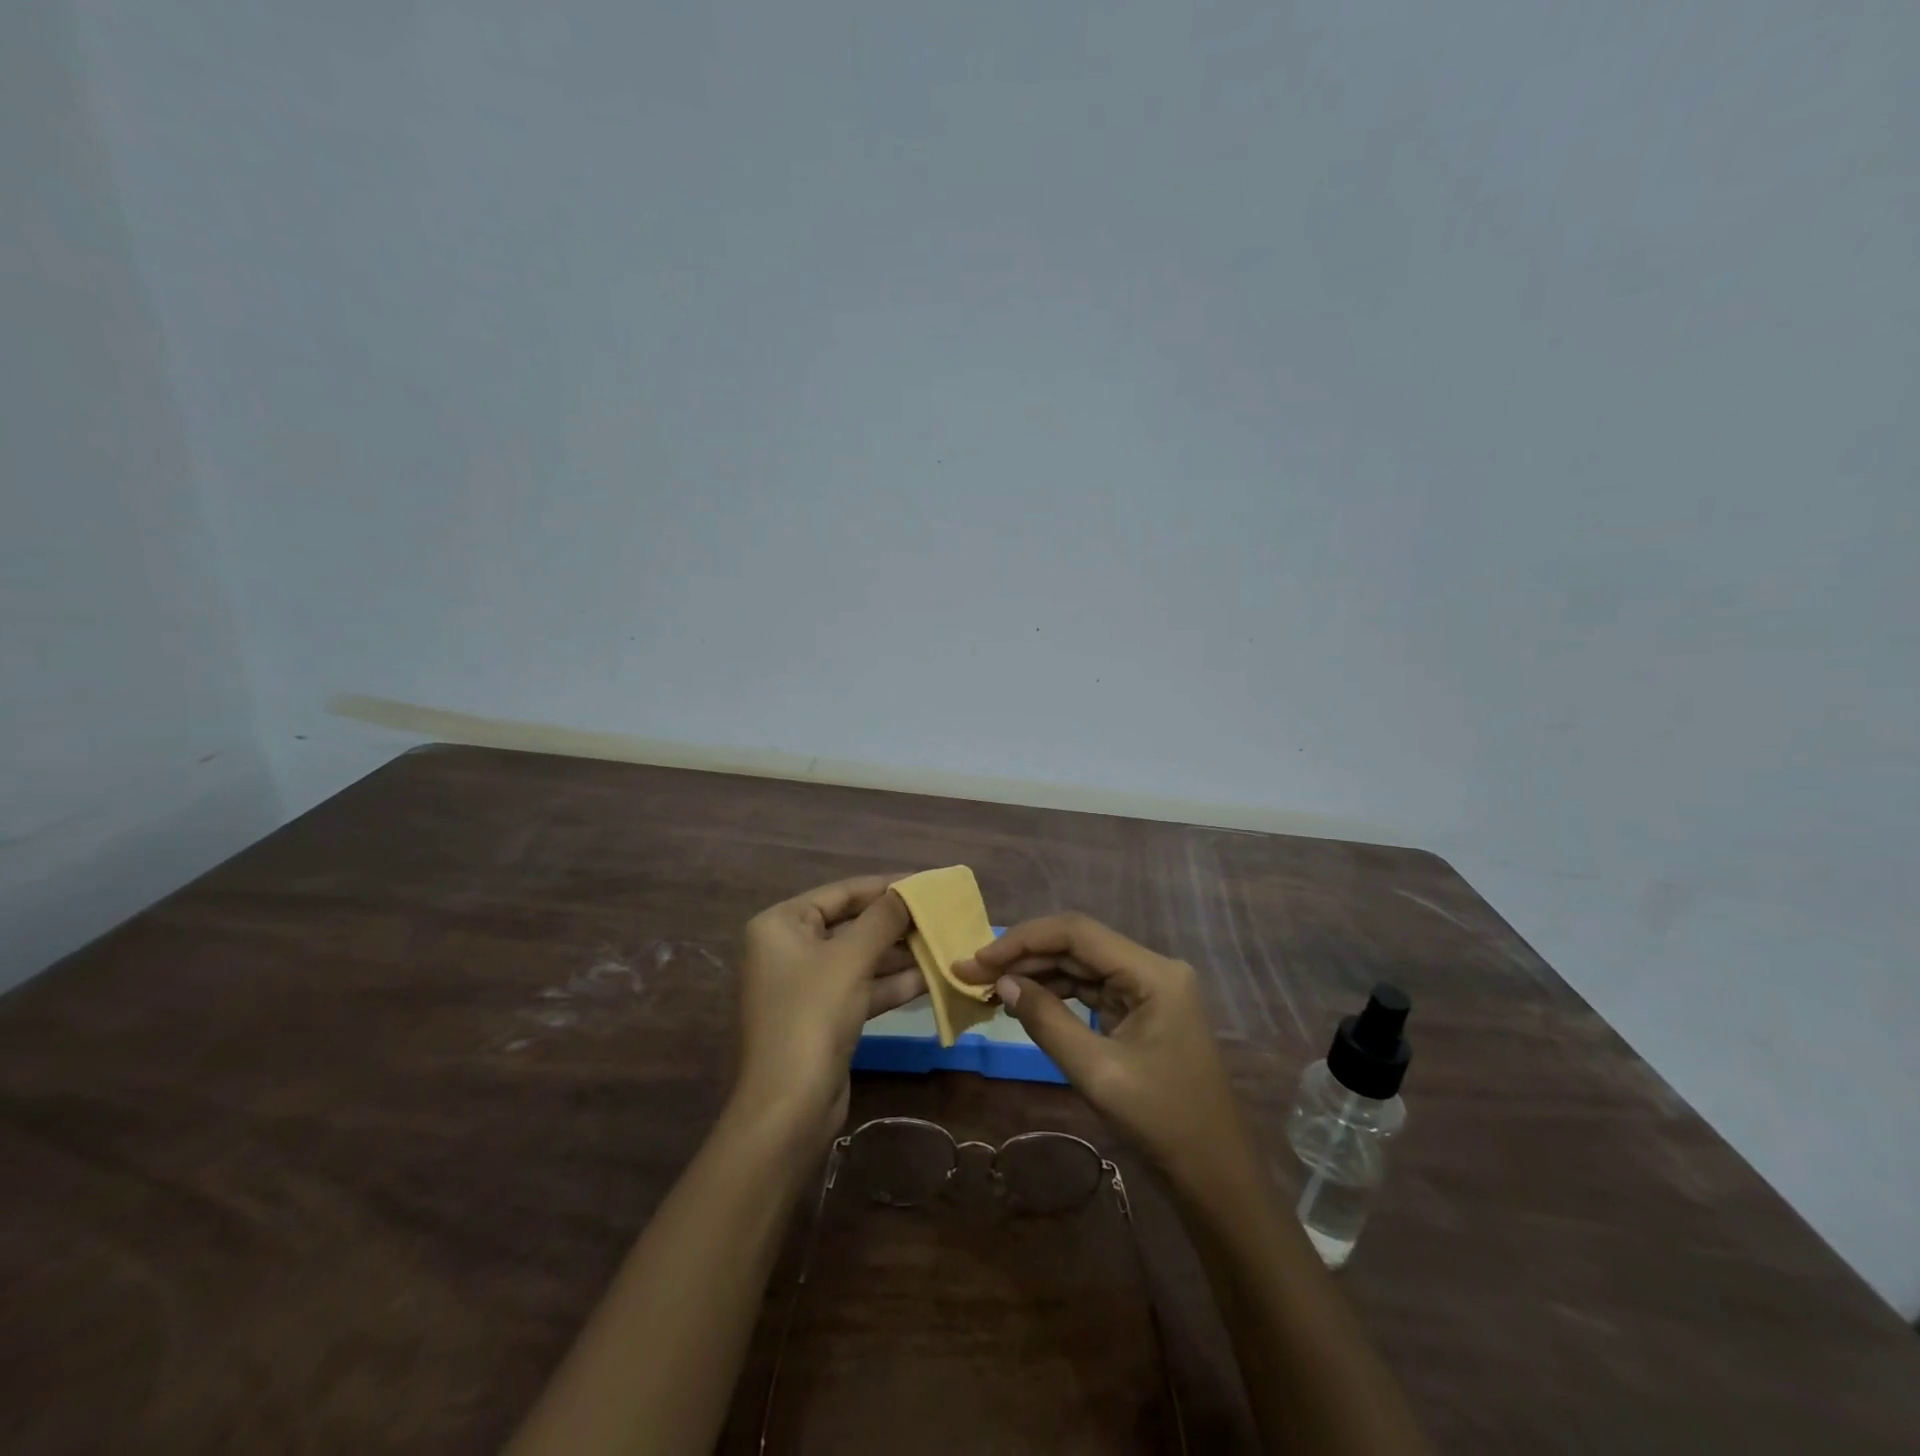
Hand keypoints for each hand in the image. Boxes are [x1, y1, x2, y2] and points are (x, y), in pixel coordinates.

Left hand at [731, 877, 921, 1147]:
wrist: (787, 1108)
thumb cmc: (812, 1016)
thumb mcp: (850, 959)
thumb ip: (883, 919)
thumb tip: (910, 890)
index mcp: (781, 925)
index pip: (842, 893)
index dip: (886, 886)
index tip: (927, 882)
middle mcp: (790, 949)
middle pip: (852, 924)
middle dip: (896, 923)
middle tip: (942, 915)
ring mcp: (807, 985)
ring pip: (861, 958)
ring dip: (900, 954)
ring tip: (945, 942)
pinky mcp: (824, 1017)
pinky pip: (863, 988)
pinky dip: (893, 983)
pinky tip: (932, 977)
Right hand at [955, 913, 1254, 1184]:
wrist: (1214, 1174)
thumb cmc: (1161, 1122)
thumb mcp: (1096, 1071)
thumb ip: (1047, 1020)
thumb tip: (1002, 983)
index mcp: (1153, 972)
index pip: (1077, 933)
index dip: (1023, 940)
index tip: (978, 959)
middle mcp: (1153, 968)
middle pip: (1078, 945)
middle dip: (1024, 956)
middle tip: (973, 973)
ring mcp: (1150, 988)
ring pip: (1082, 965)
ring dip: (1037, 973)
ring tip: (990, 987)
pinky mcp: (1143, 1009)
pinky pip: (1092, 988)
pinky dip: (1057, 993)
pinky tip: (1024, 1002)